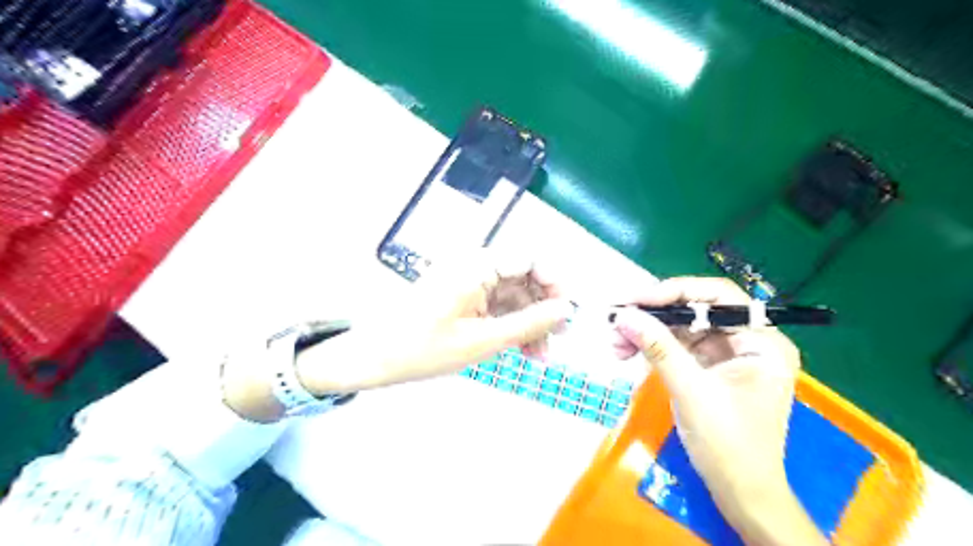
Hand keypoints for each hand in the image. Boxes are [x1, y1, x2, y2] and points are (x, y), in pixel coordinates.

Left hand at [292, 255, 571, 396]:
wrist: (373, 358)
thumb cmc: (423, 348)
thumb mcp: (482, 341)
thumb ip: (528, 324)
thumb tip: (566, 311)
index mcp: (477, 265)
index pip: (530, 259)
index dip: (554, 284)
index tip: (566, 316)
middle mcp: (475, 266)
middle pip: (524, 279)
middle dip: (543, 311)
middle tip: (556, 343)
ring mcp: (468, 282)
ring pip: (513, 296)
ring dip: (529, 324)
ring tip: (539, 358)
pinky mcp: (463, 298)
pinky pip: (497, 307)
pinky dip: (511, 327)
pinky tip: (522, 352)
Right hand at [610, 280, 823, 542]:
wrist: (739, 493)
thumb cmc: (729, 445)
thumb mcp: (691, 391)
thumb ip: (658, 348)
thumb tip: (623, 315)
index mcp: (762, 341)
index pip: (718, 296)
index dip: (676, 292)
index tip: (637, 300)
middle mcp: (747, 340)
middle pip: (696, 311)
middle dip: (654, 316)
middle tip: (618, 322)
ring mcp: (727, 355)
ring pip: (682, 328)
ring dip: (647, 332)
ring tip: (615, 344)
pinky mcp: (708, 368)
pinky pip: (677, 347)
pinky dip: (652, 347)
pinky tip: (627, 352)